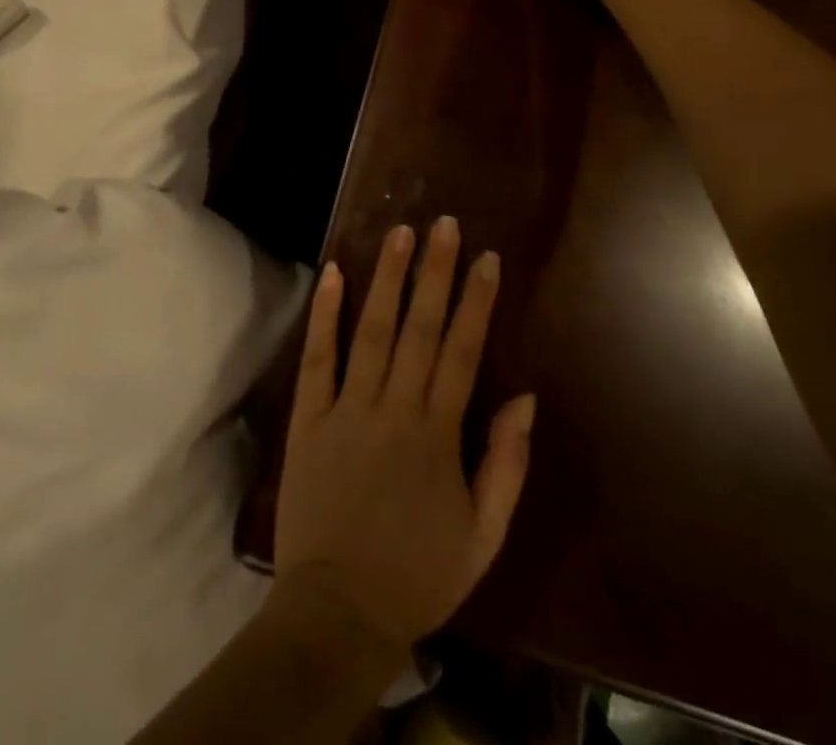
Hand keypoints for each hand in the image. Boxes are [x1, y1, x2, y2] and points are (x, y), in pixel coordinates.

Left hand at [274, 217, 535, 653]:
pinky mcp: (309, 418)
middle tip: (444, 223)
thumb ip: (506, 464)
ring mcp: (348, 409)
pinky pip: (318, 358)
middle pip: (420, 328)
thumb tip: (525, 397)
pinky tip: (335, 273)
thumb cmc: (418, 573)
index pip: (463, 351)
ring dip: (388, 279)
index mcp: (438, 433)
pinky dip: (326, 315)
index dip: (476, 301)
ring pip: (372, 331)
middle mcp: (395, 408)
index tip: (486, 257)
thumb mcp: (484, 535)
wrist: (339, 611)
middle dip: (435, 272)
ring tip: (400, 233)